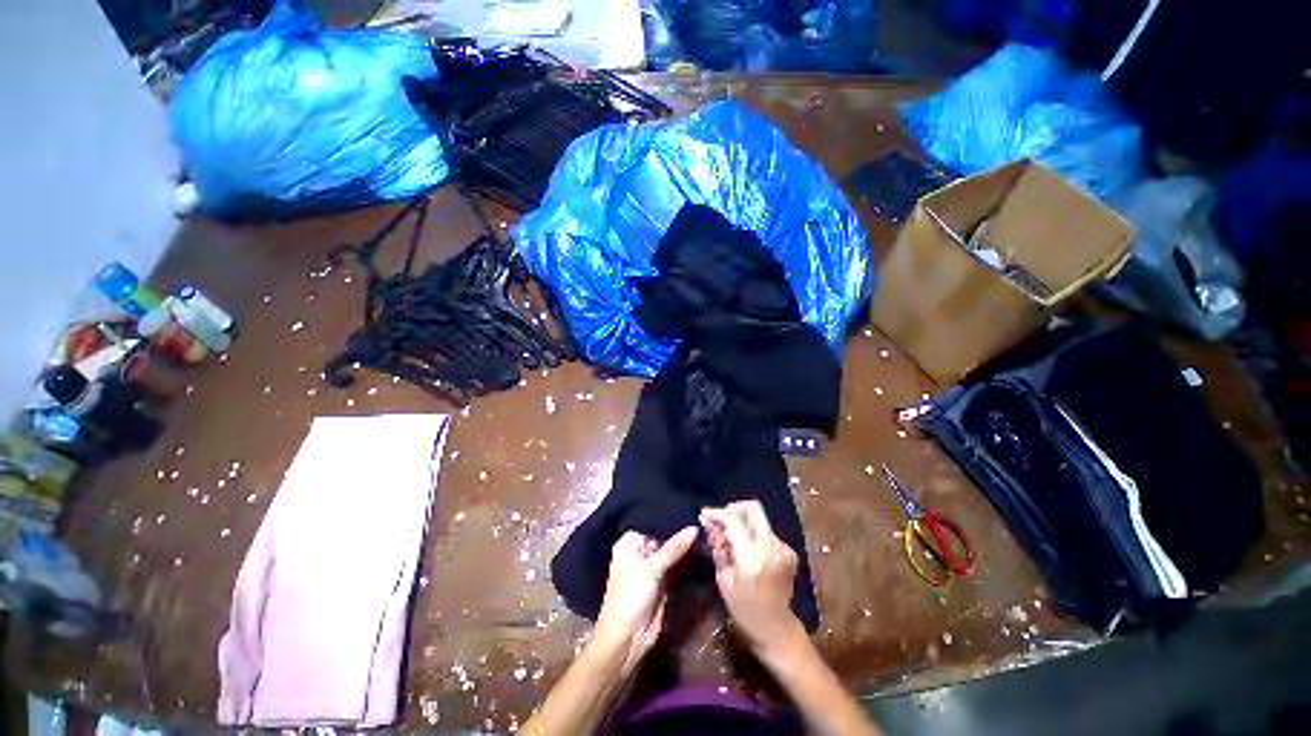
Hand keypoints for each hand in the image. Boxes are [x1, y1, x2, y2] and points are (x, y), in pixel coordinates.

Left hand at [594, 527, 698, 672]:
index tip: (689, 508)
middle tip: (701, 517)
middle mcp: (639, 551)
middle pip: (662, 537)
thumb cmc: (631, 595)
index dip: (669, 517)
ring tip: (705, 529)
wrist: (627, 638)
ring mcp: (651, 566)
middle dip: (679, 531)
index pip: (652, 523)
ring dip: (684, 546)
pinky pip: (674, 565)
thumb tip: (695, 528)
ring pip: (670, 551)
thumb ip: (674, 548)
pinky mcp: (661, 580)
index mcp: (629, 543)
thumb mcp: (652, 568)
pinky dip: (684, 559)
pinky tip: (700, 547)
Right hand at [700, 501, 805, 660]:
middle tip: (719, 517)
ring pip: (759, 520)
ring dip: (742, 521)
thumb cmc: (744, 610)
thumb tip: (708, 522)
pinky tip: (744, 547)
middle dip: (733, 508)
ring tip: (729, 535)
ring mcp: (783, 548)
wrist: (777, 629)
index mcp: (753, 559)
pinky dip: (752, 533)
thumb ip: (718, 547)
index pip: (734, 521)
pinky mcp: (788, 550)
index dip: (718, 514)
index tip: (705, 514)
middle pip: (753, 509)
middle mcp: (771, 548)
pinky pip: (765, 532)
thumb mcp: (723, 579)